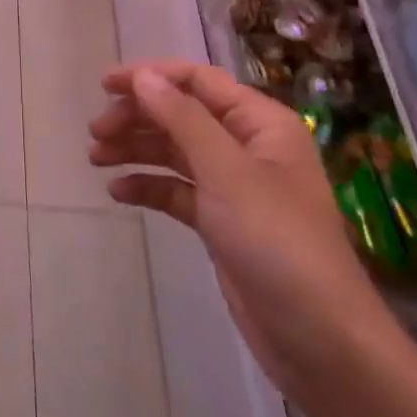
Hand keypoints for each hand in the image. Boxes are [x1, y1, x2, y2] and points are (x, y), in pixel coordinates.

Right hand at [90, 60, 399, 396]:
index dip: (150, 76)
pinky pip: (176, 189)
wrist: (320, 341)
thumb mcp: (226, 172)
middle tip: (96, 133)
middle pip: (182, 114)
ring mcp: (234, 186)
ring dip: (136, 149)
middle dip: (138, 117)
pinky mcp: (221, 222)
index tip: (105, 85)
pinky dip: (148, 186)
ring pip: (174, 151)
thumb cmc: (277, 241)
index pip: (198, 81)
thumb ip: (182, 118)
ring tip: (96, 159)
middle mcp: (248, 147)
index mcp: (261, 123)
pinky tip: (120, 193)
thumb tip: (144, 75)